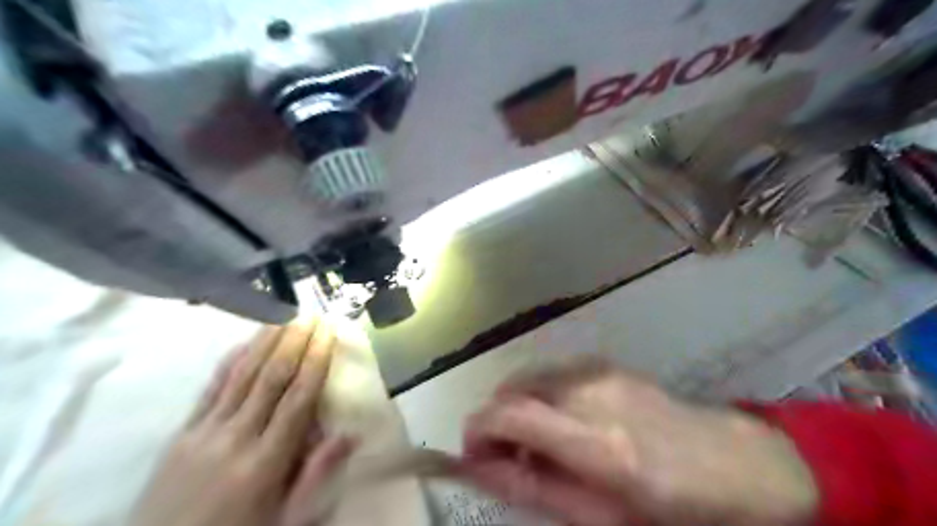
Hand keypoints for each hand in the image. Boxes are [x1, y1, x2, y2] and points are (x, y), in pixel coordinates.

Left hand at [126, 319, 355, 525]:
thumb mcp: (287, 519)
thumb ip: (316, 475)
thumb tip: (350, 435)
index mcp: (266, 462)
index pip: (298, 398)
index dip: (316, 360)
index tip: (329, 332)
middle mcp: (235, 438)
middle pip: (271, 378)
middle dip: (295, 341)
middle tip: (311, 313)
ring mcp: (204, 433)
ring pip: (241, 375)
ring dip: (266, 342)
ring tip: (284, 315)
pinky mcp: (182, 433)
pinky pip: (210, 388)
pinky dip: (230, 361)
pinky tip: (244, 342)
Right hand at [457, 359, 817, 525]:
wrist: (744, 467)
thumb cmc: (678, 510)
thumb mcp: (604, 519)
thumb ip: (537, 489)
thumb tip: (483, 469)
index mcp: (598, 443)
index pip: (510, 413)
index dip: (477, 430)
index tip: (471, 455)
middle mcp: (593, 392)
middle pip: (513, 387)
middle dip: (495, 419)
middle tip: (506, 456)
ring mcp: (602, 371)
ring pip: (530, 376)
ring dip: (516, 406)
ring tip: (535, 441)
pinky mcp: (608, 364)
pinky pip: (553, 373)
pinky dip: (539, 394)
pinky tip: (560, 421)